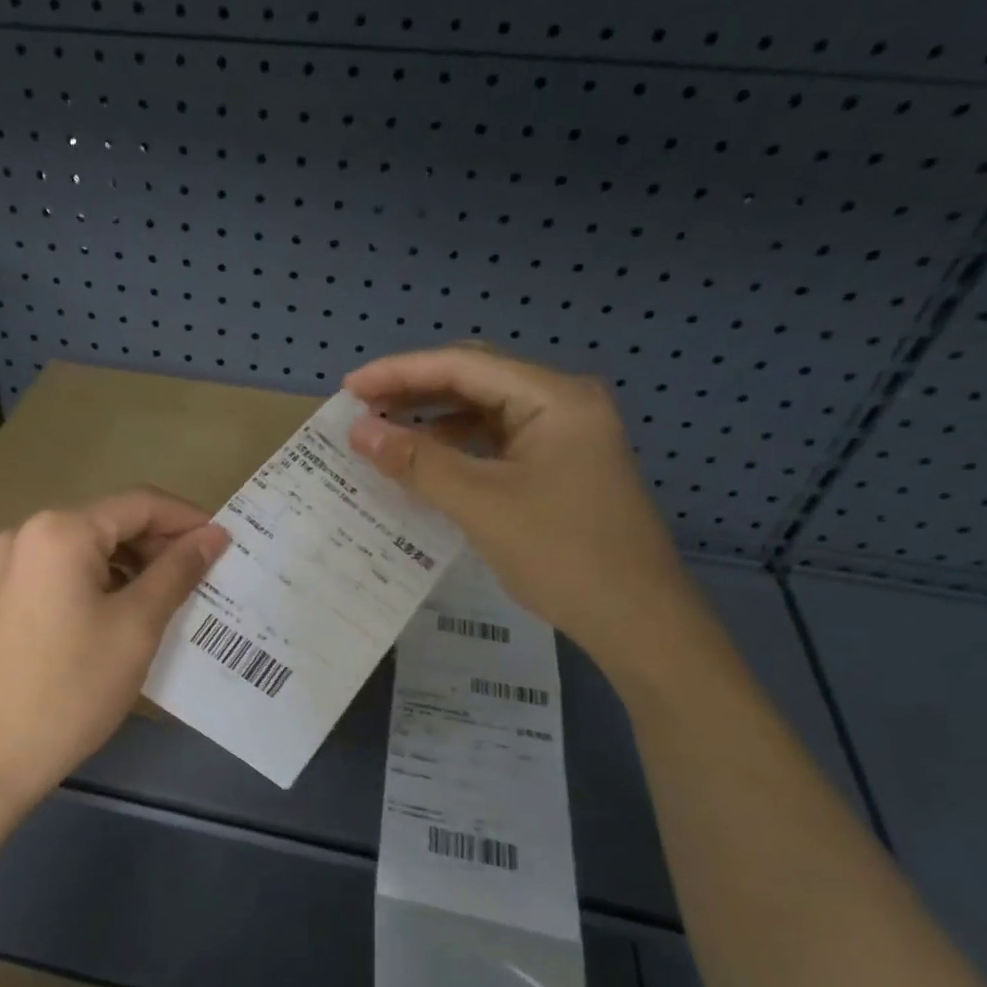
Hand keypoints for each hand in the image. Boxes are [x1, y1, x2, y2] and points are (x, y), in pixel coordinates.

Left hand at [0, 487, 229, 816]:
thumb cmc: (73, 687)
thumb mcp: (137, 625)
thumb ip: (178, 571)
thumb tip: (213, 535)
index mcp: (61, 530)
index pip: (140, 504)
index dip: (188, 520)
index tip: (227, 545)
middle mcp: (28, 533)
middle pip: (112, 522)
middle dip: (161, 545)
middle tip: (204, 578)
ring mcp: (10, 564)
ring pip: (89, 548)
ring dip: (133, 565)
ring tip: (172, 598)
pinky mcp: (4, 595)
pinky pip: (65, 571)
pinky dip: (103, 582)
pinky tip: (127, 612)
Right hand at [344, 347, 700, 677]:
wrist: (637, 620)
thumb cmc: (562, 553)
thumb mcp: (480, 504)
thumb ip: (417, 462)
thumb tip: (358, 431)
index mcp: (554, 398)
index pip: (464, 365)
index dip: (400, 372)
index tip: (349, 388)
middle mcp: (561, 404)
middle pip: (475, 380)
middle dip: (415, 390)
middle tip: (361, 408)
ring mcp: (562, 437)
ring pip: (483, 412)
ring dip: (432, 419)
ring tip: (382, 433)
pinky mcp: (557, 467)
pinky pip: (494, 443)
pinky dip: (455, 448)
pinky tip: (423, 463)